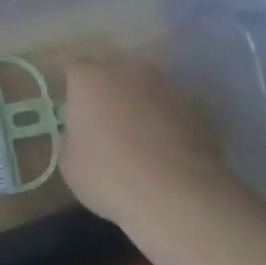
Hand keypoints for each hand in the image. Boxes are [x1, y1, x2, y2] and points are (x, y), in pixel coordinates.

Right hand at [60, 60, 228, 224]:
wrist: (177, 195)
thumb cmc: (109, 176)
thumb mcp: (69, 166)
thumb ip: (70, 140)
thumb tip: (79, 135)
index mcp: (89, 78)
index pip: (74, 72)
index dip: (74, 93)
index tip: (76, 117)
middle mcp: (127, 70)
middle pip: (112, 72)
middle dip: (108, 92)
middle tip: (106, 125)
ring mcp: (165, 84)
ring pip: (145, 87)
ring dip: (140, 103)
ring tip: (141, 139)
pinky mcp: (195, 104)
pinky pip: (170, 107)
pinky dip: (166, 120)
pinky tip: (166, 150)